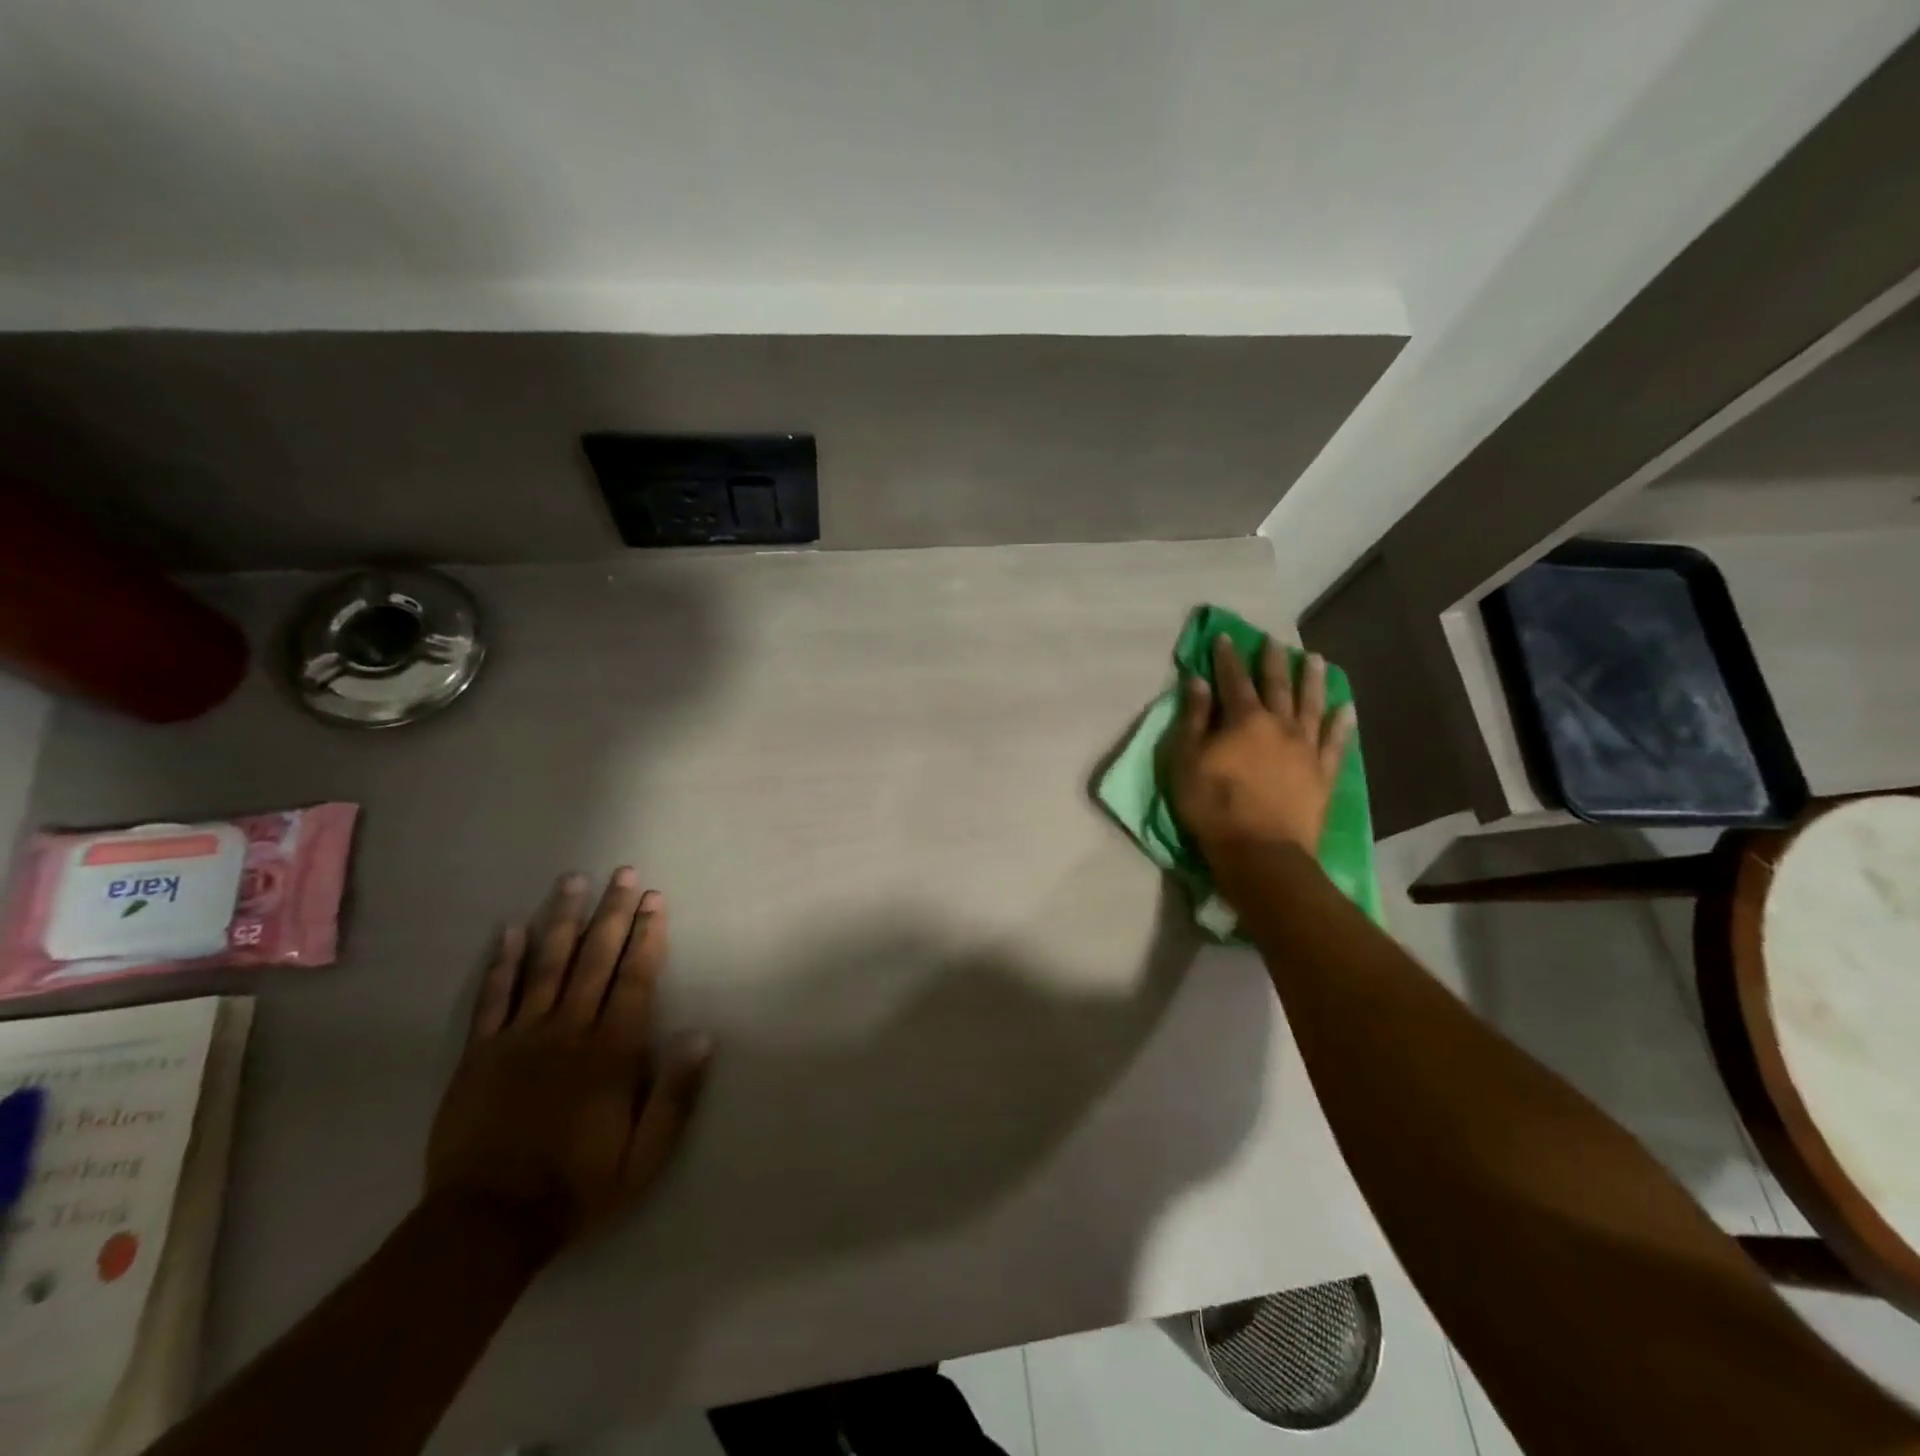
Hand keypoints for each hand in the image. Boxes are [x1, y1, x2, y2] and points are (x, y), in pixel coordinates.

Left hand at [425, 868, 711, 1255]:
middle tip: (623, 872)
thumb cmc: (578, 1185)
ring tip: (572, 881)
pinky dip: (503, 962)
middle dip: (613, 912)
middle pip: (595, 958)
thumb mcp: (645, 1157)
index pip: (635, 978)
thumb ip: (675, 1095)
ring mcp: (520, 1037)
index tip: (655, 899)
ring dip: (562, 920)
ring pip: (546, 965)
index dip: (648, 935)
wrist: (486, 1223)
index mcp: (612, 1050)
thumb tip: (701, 1035)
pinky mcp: (480, 1053)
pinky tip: (510, 930)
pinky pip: (493, 997)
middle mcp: (569, 1030)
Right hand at [1168, 635, 1355, 859]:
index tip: (1224, 638)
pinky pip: (1335, 742)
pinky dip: (1340, 724)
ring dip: (1312, 681)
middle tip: (1274, 641)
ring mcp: (1306, 748)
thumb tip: (1197, 681)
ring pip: (1311, 705)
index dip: (1227, 658)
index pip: (1233, 680)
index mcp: (1244, 720)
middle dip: (1273, 661)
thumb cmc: (1213, 806)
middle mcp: (1279, 725)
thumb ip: (1193, 719)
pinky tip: (1346, 709)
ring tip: (1315, 660)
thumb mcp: (1187, 761)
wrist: (1261, 852)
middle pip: (1277, 685)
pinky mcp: (1322, 774)